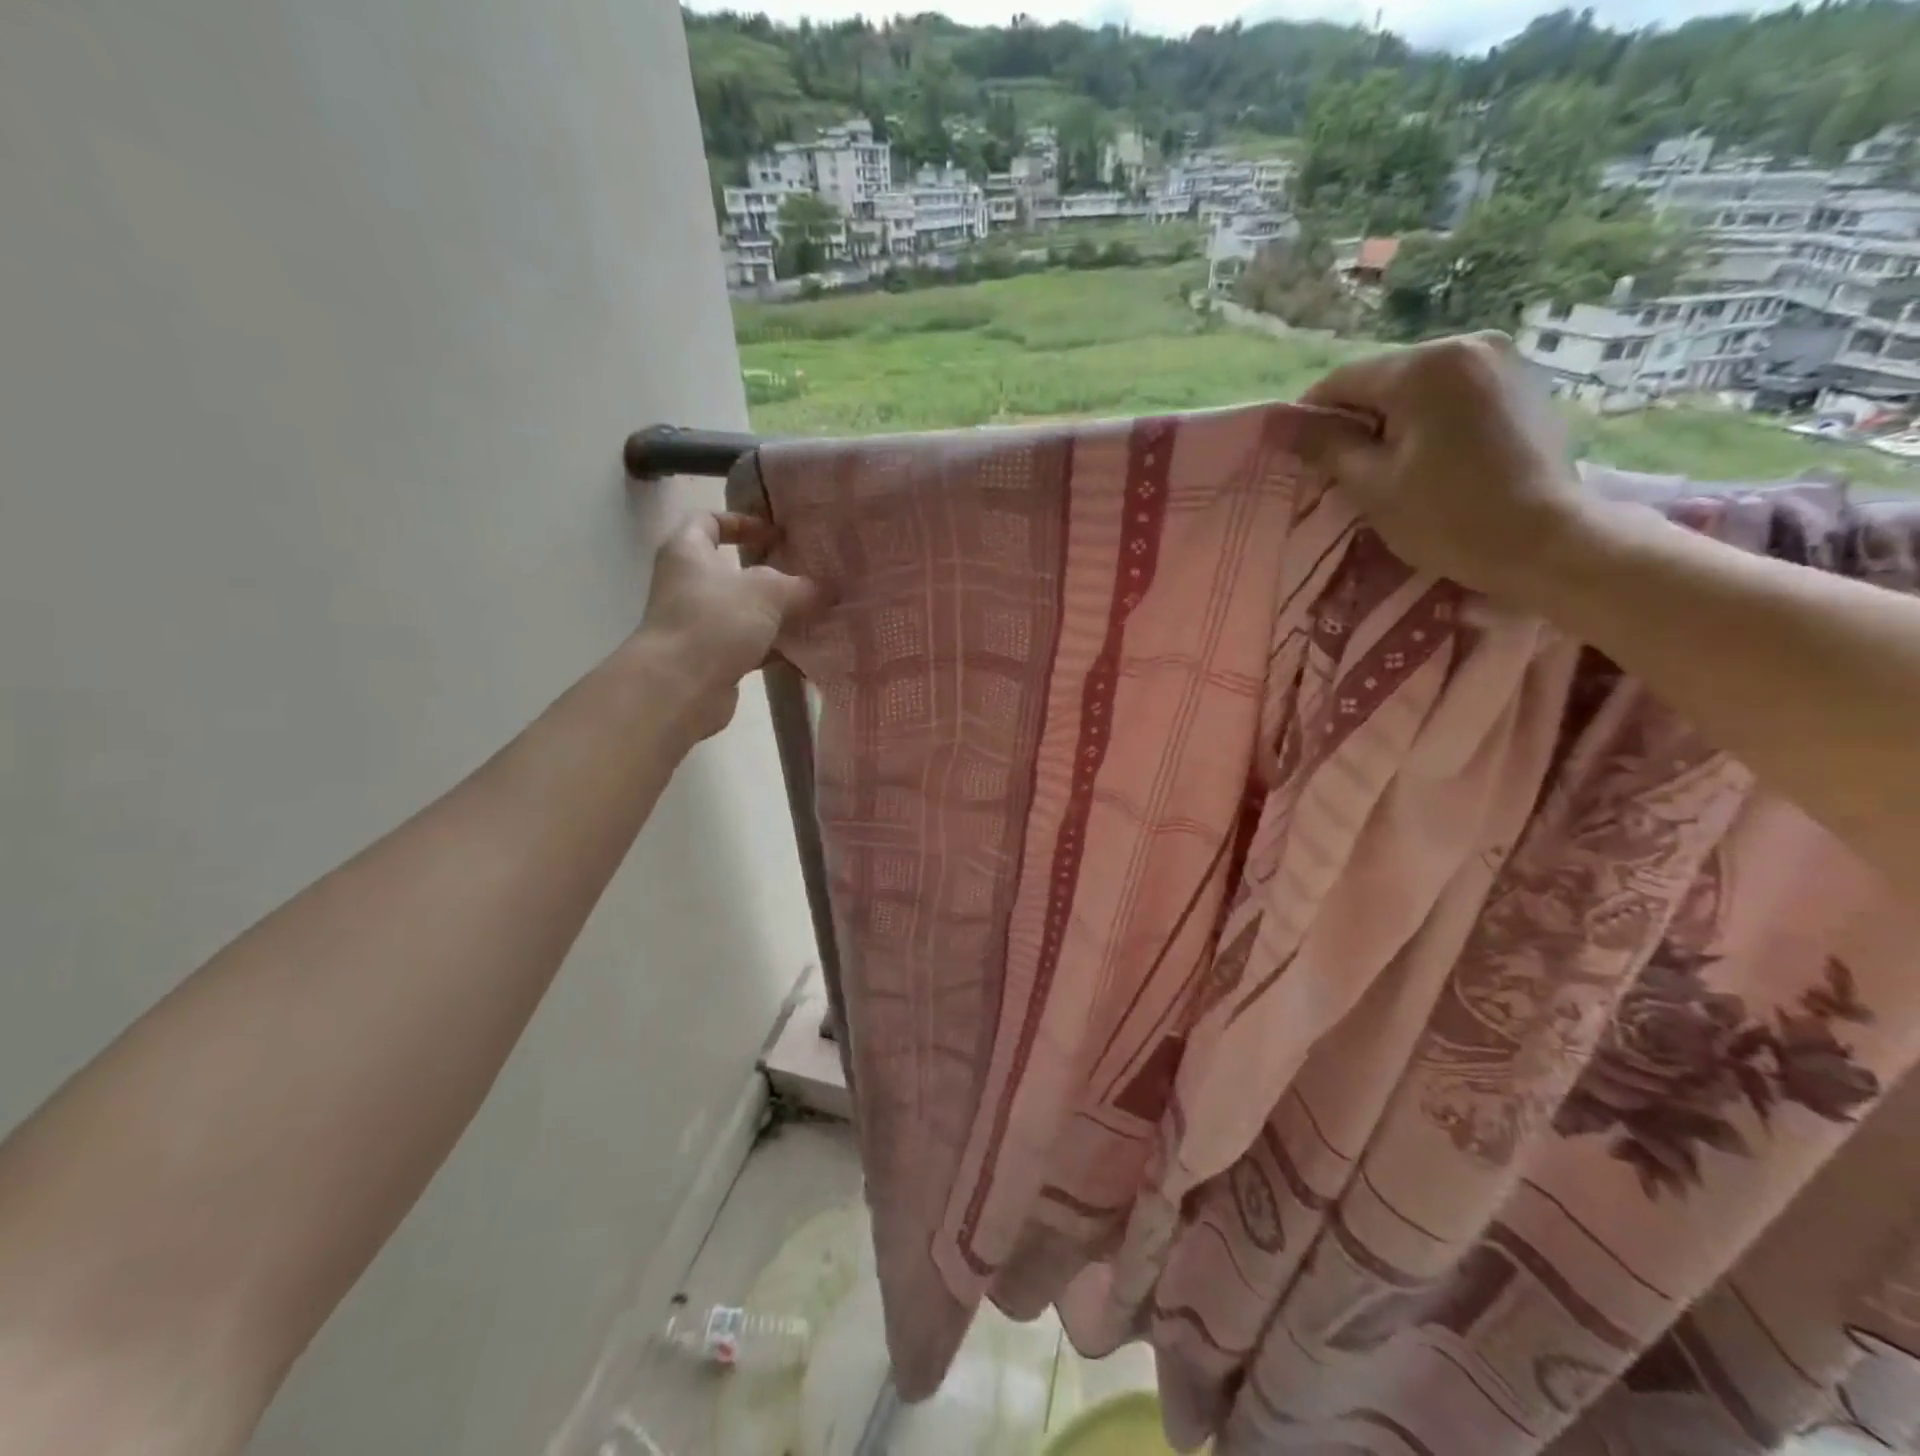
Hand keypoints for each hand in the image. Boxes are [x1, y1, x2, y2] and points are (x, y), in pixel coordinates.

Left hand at [638, 511, 823, 740]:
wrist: (680, 686)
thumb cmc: (716, 620)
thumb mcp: (768, 592)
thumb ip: (801, 587)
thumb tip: (826, 590)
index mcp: (688, 551)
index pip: (708, 521)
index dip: (742, 522)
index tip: (775, 535)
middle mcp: (687, 584)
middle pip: (730, 571)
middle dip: (769, 575)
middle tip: (805, 577)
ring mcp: (696, 624)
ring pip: (742, 612)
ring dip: (775, 615)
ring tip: (814, 615)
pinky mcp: (709, 659)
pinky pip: (746, 646)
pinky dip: (772, 647)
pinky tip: (803, 651)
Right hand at [1301, 333, 1592, 603]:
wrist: (1547, 542)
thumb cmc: (1448, 518)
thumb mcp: (1372, 485)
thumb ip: (1325, 446)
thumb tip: (1277, 424)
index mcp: (1425, 367)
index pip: (1341, 380)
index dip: (1311, 418)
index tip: (1300, 458)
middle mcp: (1466, 345)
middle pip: (1382, 379)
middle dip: (1356, 420)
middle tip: (1343, 471)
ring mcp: (1502, 360)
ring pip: (1417, 386)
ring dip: (1392, 421)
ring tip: (1388, 469)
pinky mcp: (1522, 382)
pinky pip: (1452, 393)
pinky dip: (1429, 420)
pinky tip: (1430, 460)